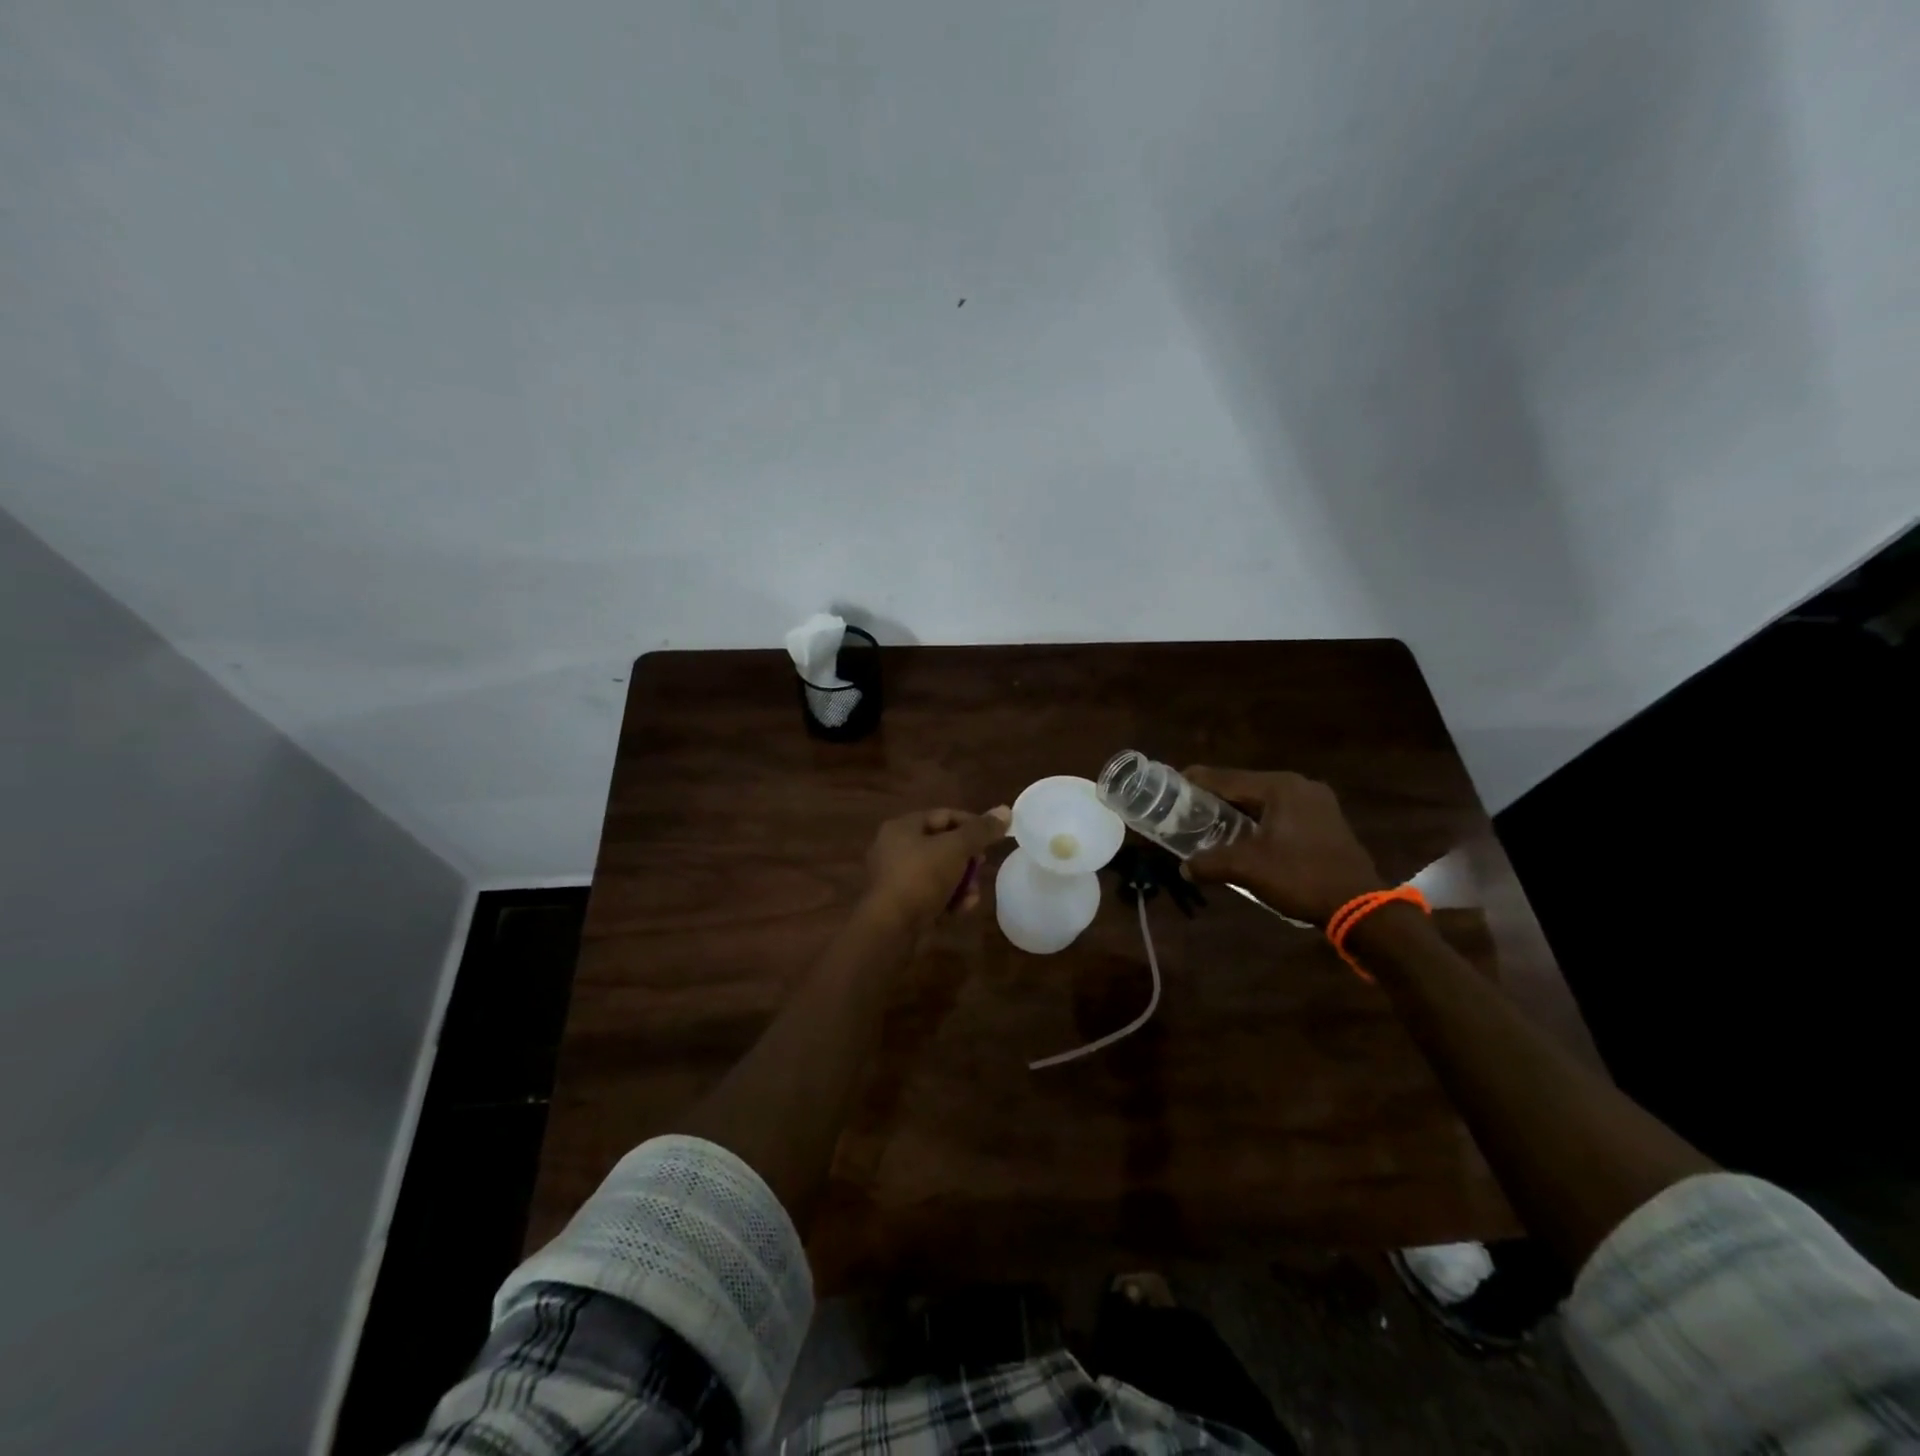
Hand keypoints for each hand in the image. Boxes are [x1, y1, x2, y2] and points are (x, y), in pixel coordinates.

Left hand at [863, 805, 1011, 928]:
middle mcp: (895, 849)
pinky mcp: (901, 905)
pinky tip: (961, 910)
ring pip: (939, 873)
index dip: (972, 823)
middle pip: (942, 845)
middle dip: (967, 858)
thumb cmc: (921, 878)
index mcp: (903, 827)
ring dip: (961, 883)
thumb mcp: (956, 849)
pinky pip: (931, 895)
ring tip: (973, 895)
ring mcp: (897, 879)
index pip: (944, 815)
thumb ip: (981, 830)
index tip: (994, 837)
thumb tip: (1005, 810)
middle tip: (982, 865)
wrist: (890, 928)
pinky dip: (948, 900)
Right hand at [1181, 767, 1384, 925]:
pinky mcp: (1325, 821)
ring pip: (1264, 801)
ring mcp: (1317, 802)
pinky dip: (1259, 821)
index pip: (1226, 778)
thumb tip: (1184, 867)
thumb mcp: (1247, 869)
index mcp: (1280, 787)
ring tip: (1210, 824)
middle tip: (1187, 810)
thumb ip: (1209, 863)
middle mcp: (1299, 786)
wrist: (1360, 907)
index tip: (1170, 784)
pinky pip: (1281, 813)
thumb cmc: (1300, 877)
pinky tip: (1245, 837)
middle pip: (1244, 786)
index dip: (1196, 781)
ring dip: (1238, 812)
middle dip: (1216, 798)